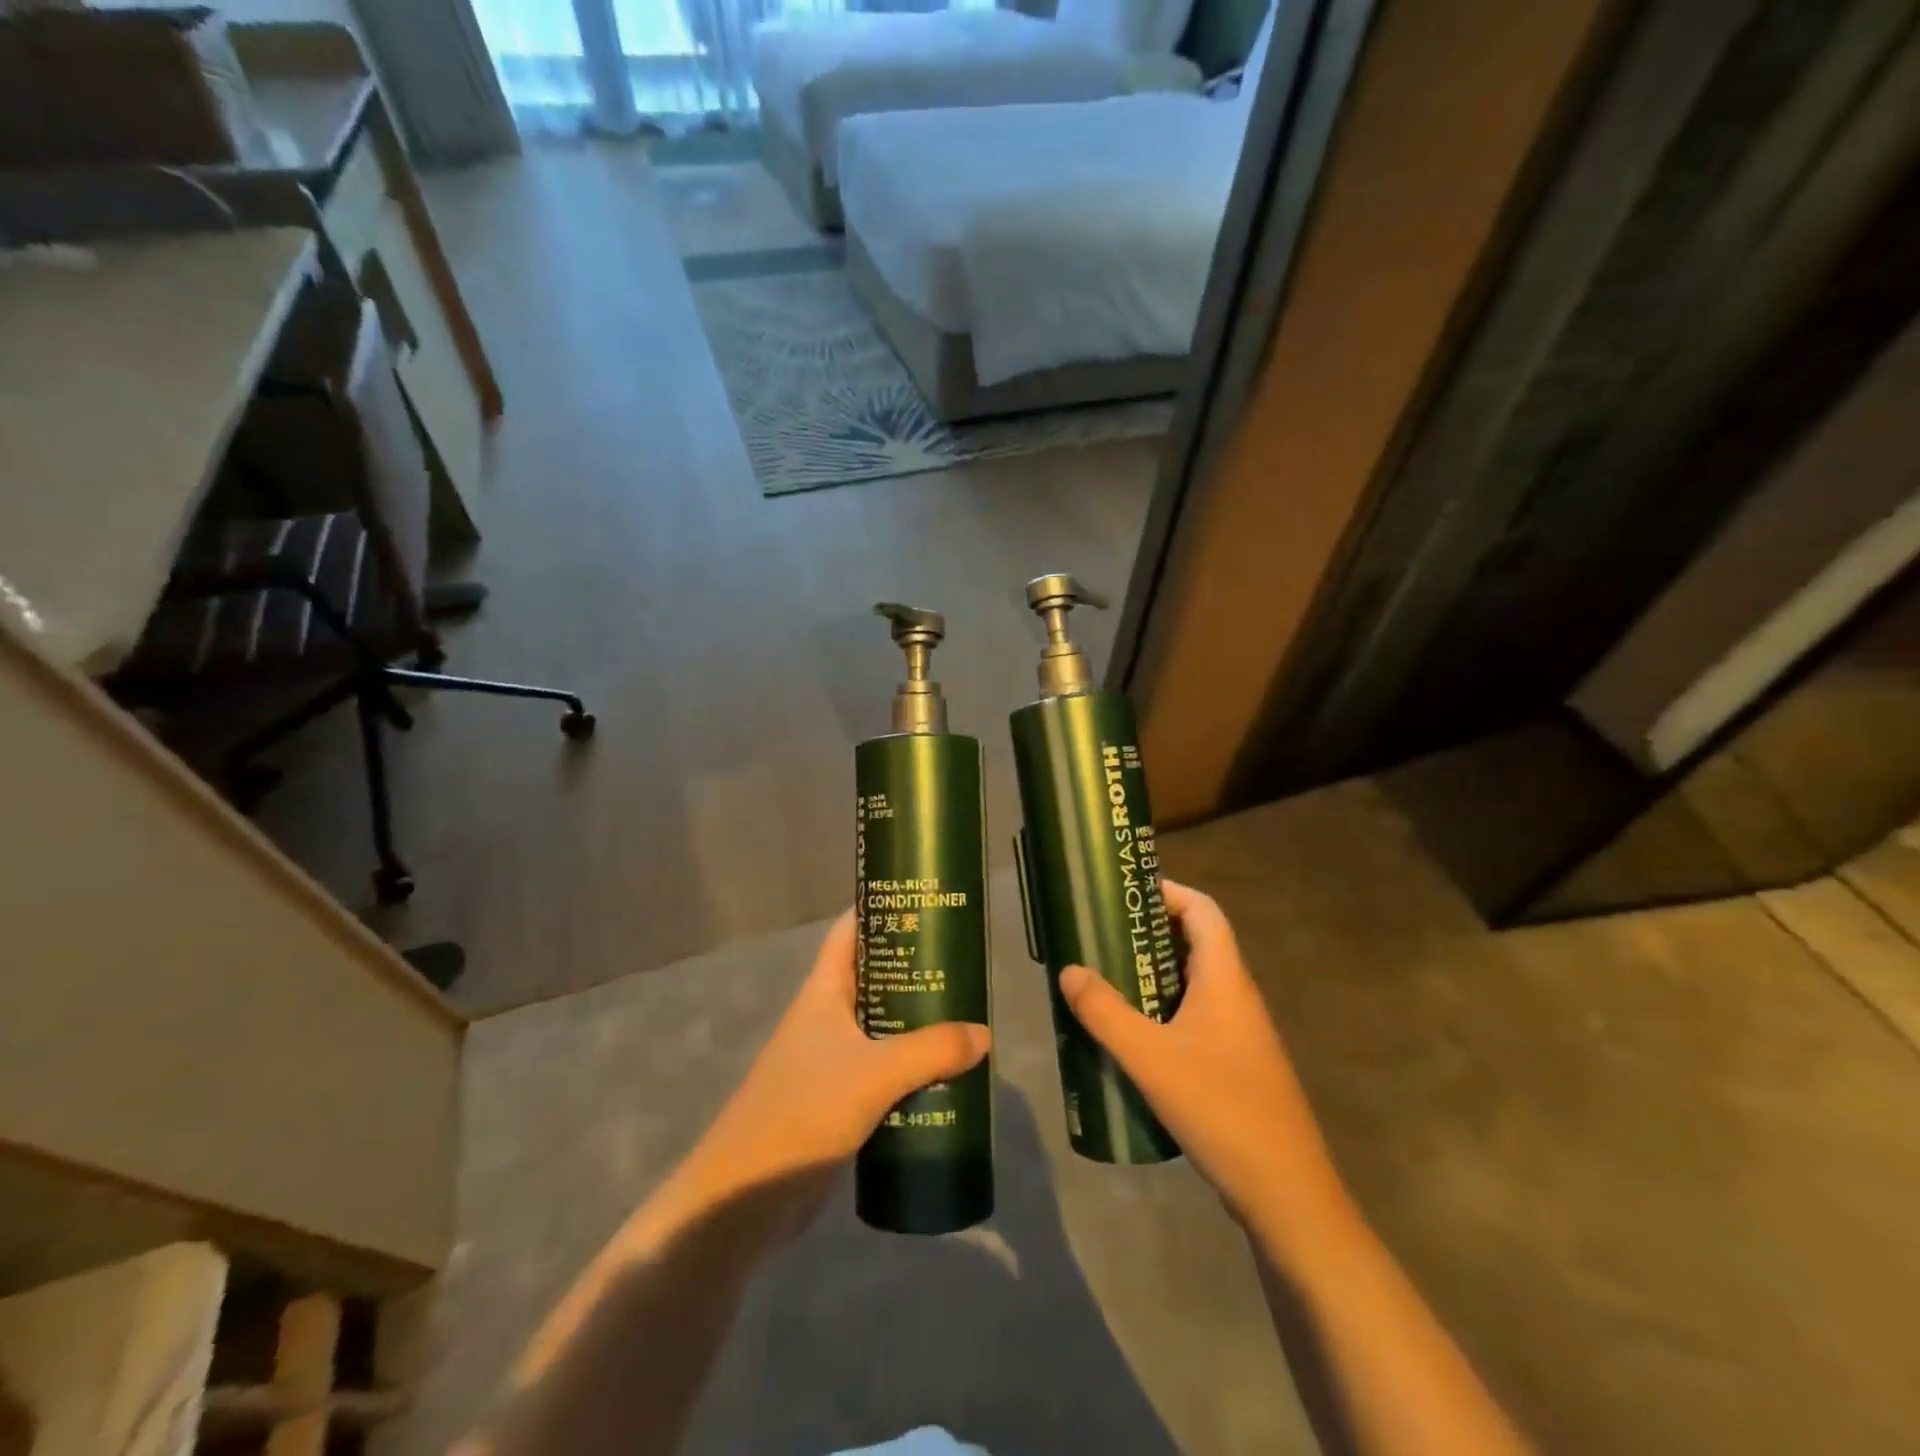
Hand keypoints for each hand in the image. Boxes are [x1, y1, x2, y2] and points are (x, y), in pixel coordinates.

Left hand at [676, 909, 989, 1232]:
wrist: (744, 1198)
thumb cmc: (802, 1112)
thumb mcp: (874, 1074)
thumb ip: (931, 1051)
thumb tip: (983, 1034)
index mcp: (823, 993)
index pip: (849, 931)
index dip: (880, 909)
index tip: (924, 901)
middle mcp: (826, 1018)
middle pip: (873, 978)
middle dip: (914, 969)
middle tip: (962, 964)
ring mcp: (829, 1061)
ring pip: (881, 1027)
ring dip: (917, 1023)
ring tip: (965, 1017)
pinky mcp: (837, 1101)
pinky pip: (882, 1071)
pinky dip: (910, 1068)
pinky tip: (944, 1076)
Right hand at [1058, 880, 1346, 1249]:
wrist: (1285, 1192)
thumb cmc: (1220, 1109)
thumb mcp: (1150, 1058)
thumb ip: (1104, 1012)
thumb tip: (1069, 970)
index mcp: (1225, 979)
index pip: (1203, 910)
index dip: (1168, 892)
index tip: (1125, 894)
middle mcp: (1237, 996)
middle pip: (1197, 942)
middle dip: (1150, 932)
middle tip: (1103, 936)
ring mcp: (1241, 1032)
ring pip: (1195, 982)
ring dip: (1154, 973)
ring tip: (1108, 978)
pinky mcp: (1237, 1064)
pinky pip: (1197, 1015)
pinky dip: (1165, 1008)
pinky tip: (1133, 1035)